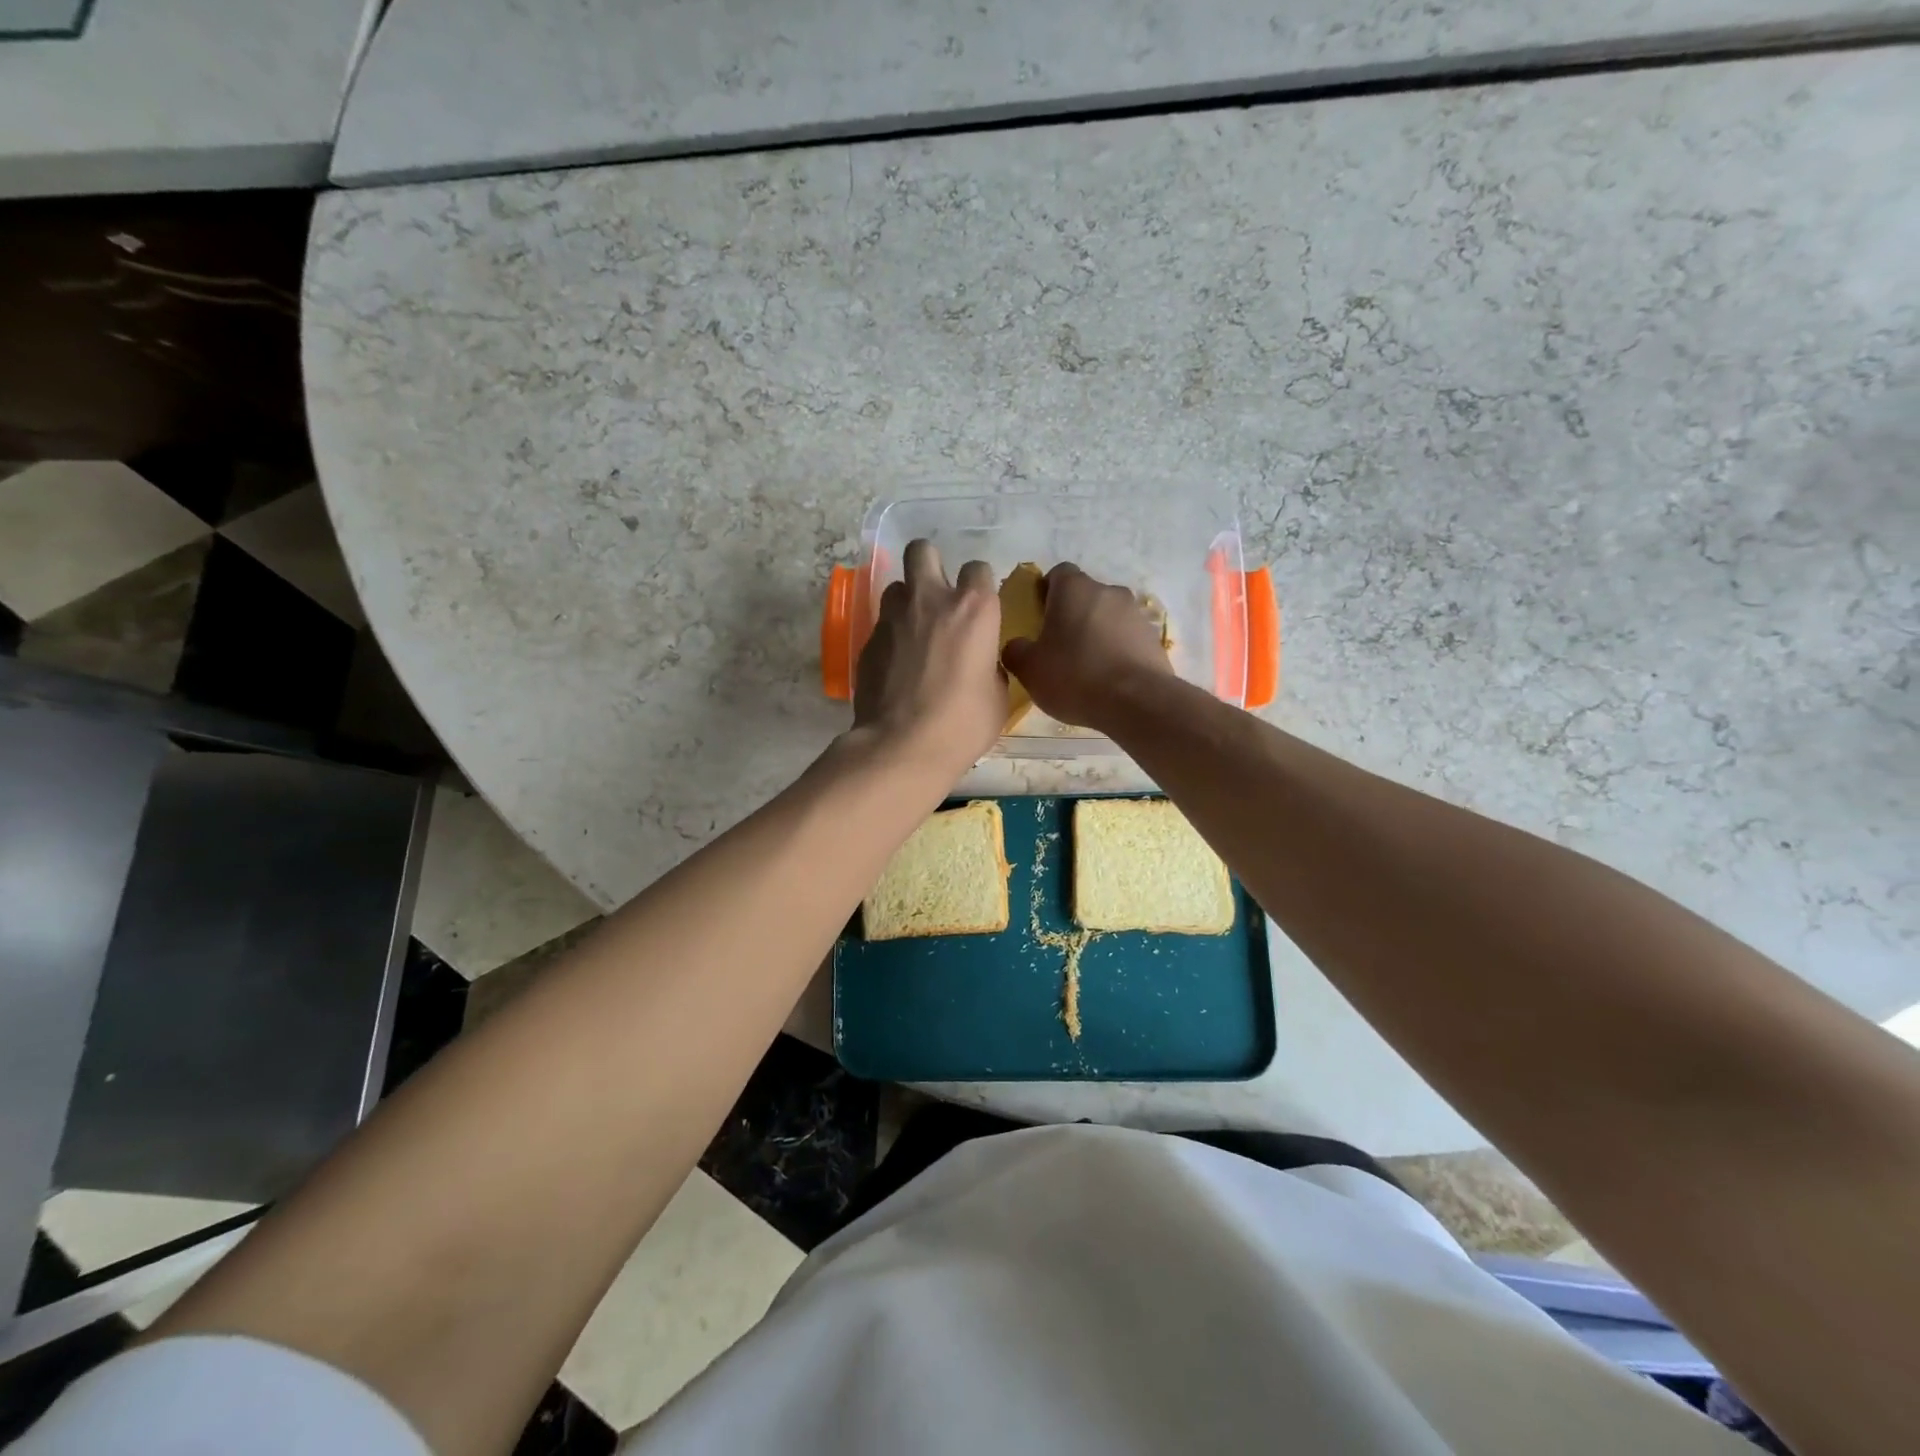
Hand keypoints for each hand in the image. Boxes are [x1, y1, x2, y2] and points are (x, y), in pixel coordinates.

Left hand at [852, 539, 1007, 777]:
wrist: (903, 746)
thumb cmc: (963, 724)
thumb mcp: (997, 696)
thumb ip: (990, 665)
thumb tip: (981, 661)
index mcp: (974, 609)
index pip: (978, 568)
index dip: (979, 585)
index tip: (980, 607)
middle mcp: (931, 599)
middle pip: (923, 550)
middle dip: (930, 563)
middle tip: (937, 594)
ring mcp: (894, 617)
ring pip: (896, 586)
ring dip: (907, 600)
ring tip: (914, 630)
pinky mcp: (868, 640)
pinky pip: (882, 623)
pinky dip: (891, 634)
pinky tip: (897, 663)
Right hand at [1000, 563, 1173, 730]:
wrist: (1137, 702)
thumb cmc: (1075, 676)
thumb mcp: (1029, 668)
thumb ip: (1016, 651)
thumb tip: (1017, 646)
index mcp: (1074, 589)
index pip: (1058, 573)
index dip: (1047, 591)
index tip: (1039, 616)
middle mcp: (1108, 591)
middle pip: (1085, 595)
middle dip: (1072, 614)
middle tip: (1059, 645)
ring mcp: (1136, 614)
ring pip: (1108, 616)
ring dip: (1097, 632)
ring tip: (1087, 665)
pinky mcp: (1154, 638)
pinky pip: (1127, 638)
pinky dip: (1117, 650)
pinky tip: (1109, 677)